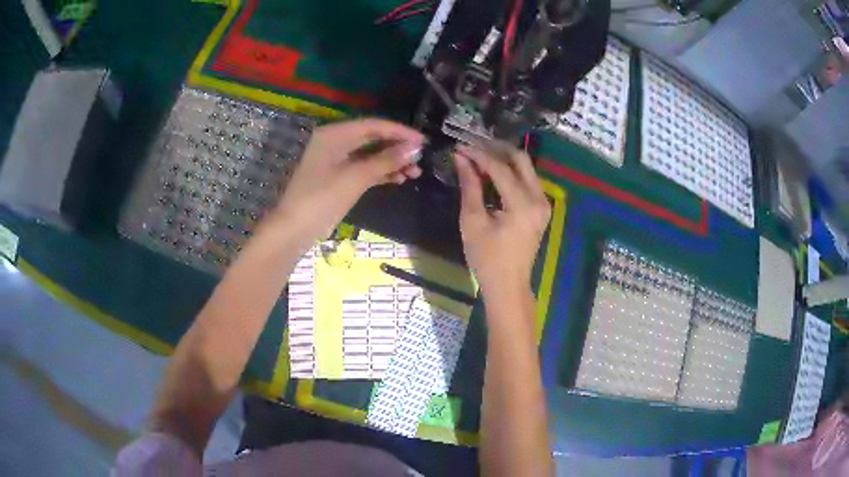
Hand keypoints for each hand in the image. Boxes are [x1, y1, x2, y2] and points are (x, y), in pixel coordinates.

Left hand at [273, 118, 423, 249]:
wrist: (294, 230)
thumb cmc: (322, 199)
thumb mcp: (356, 177)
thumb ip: (386, 160)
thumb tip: (415, 148)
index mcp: (335, 134)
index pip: (373, 125)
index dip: (400, 132)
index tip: (424, 141)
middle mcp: (335, 142)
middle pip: (372, 138)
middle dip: (397, 148)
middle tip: (421, 158)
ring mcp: (335, 160)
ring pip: (369, 155)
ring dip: (391, 162)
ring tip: (414, 173)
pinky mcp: (336, 177)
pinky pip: (363, 168)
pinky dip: (380, 172)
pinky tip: (398, 179)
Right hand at [454, 142, 550, 295]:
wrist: (508, 285)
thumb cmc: (487, 258)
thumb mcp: (472, 222)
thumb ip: (470, 186)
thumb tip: (461, 159)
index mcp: (523, 205)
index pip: (501, 168)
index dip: (479, 155)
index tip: (460, 147)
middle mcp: (539, 199)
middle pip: (521, 160)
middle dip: (496, 150)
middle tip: (473, 147)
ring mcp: (543, 203)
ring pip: (526, 168)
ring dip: (503, 160)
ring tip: (479, 158)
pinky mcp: (541, 208)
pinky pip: (527, 180)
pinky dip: (510, 173)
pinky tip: (492, 174)